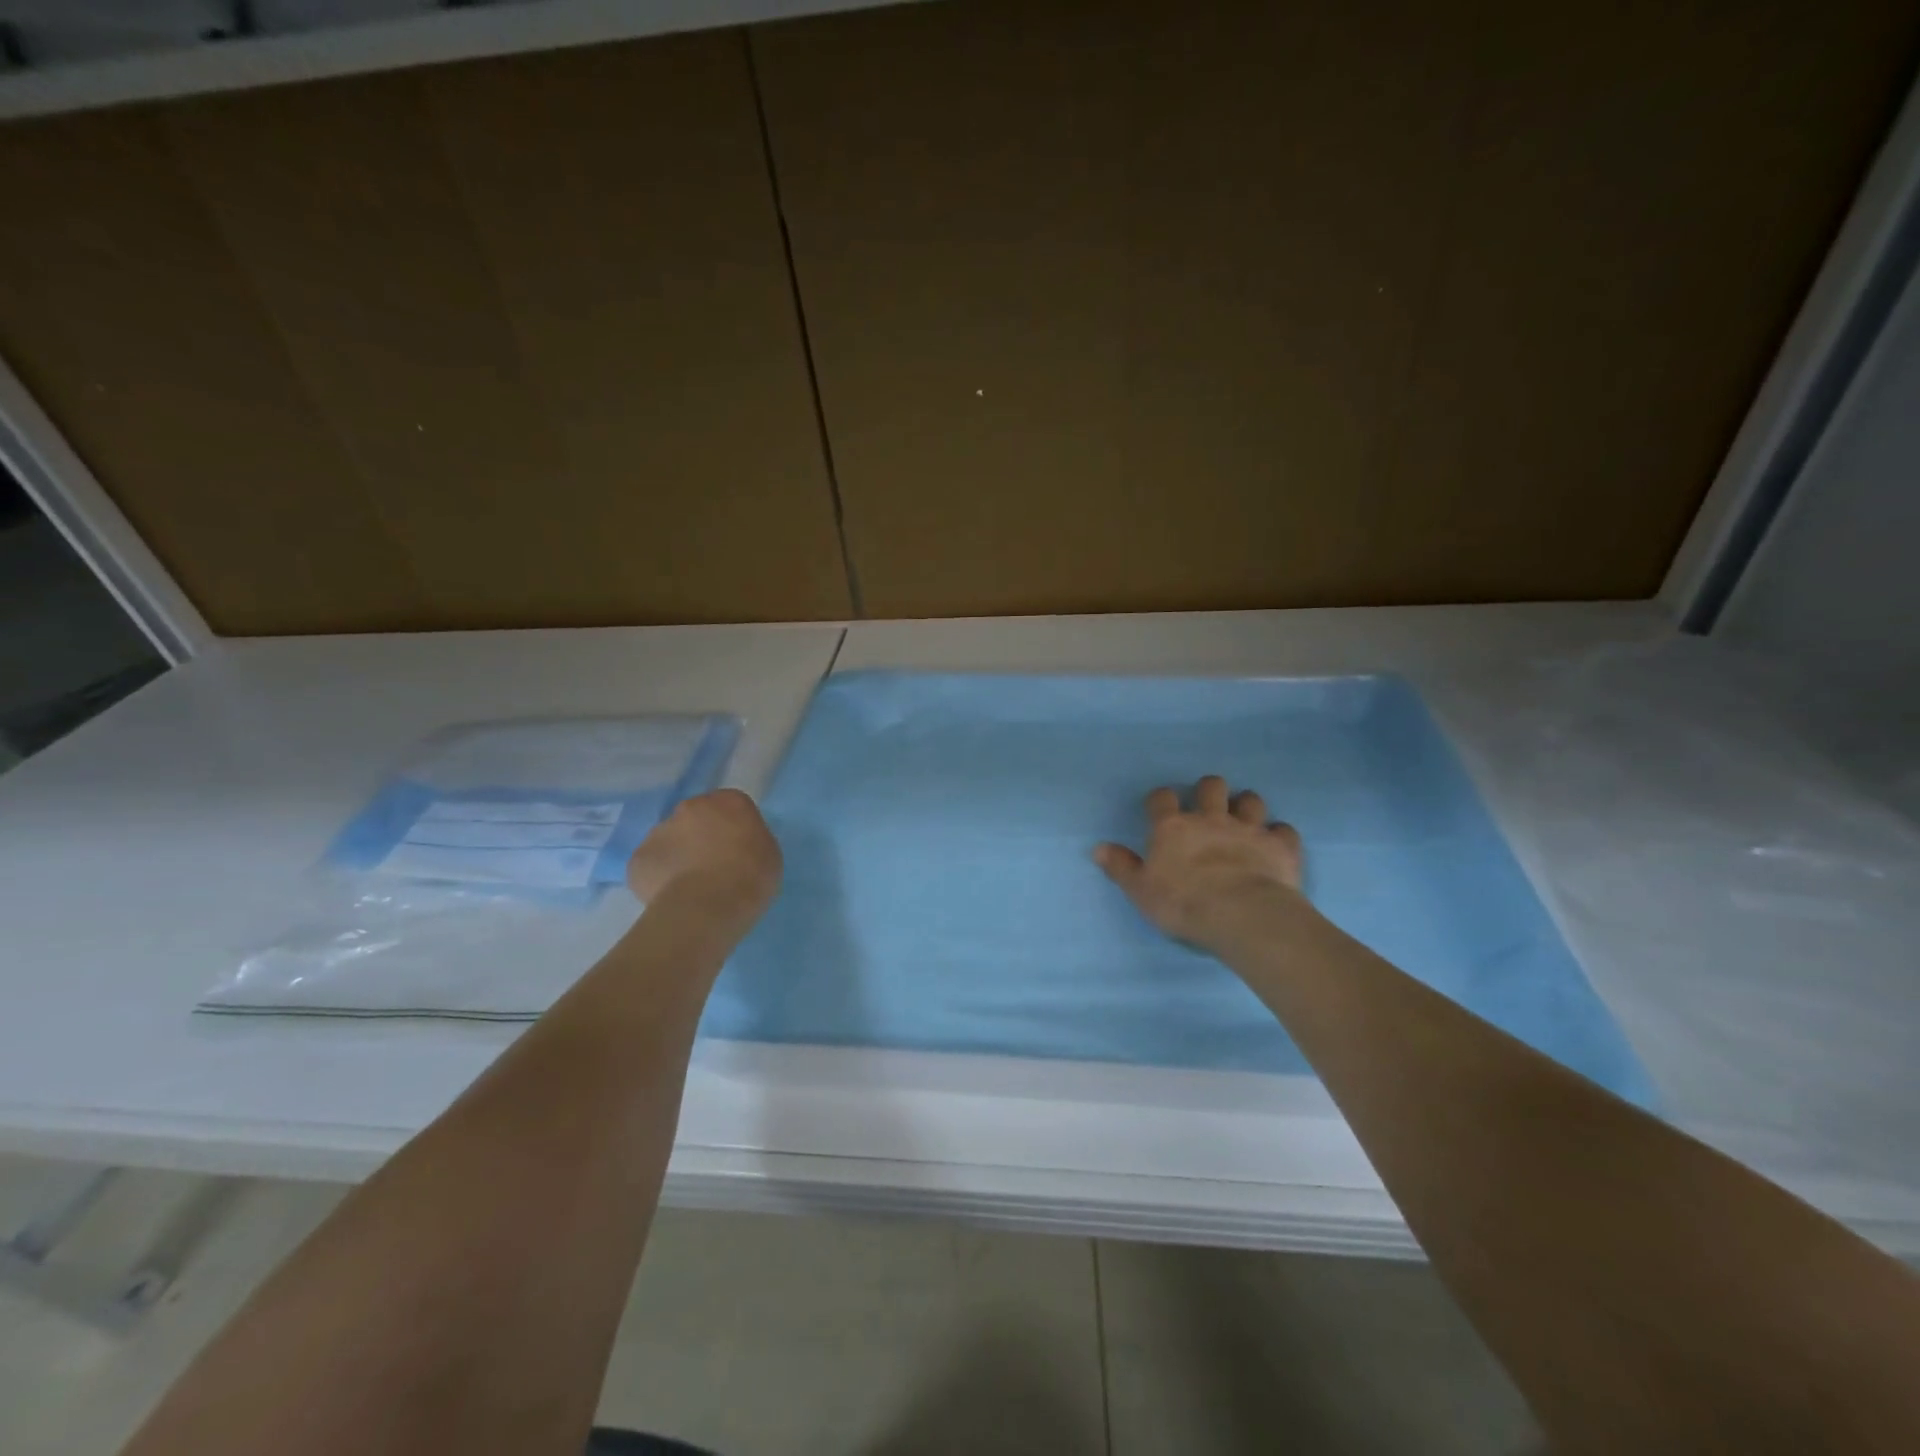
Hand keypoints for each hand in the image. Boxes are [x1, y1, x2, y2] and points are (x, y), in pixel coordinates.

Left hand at [626, 789, 781, 920]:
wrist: (707, 906)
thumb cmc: (751, 877)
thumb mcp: (769, 854)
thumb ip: (751, 841)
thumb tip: (736, 846)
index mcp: (729, 801)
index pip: (730, 807)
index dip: (733, 829)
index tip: (737, 851)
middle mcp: (690, 807)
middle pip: (695, 819)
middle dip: (700, 837)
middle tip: (712, 868)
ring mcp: (659, 831)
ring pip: (670, 841)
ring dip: (678, 857)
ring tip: (690, 889)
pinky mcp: (637, 858)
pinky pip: (651, 866)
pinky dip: (658, 878)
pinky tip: (672, 899)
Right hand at [1095, 775, 1305, 950]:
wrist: (1242, 916)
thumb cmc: (1183, 904)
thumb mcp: (1140, 891)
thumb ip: (1121, 867)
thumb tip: (1097, 847)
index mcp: (1173, 828)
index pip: (1162, 799)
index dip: (1161, 800)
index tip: (1161, 808)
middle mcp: (1210, 819)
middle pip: (1211, 787)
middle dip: (1210, 790)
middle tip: (1209, 807)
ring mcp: (1248, 829)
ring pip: (1251, 801)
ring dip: (1247, 806)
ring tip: (1244, 819)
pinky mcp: (1279, 846)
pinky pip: (1284, 830)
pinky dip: (1279, 835)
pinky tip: (1276, 844)